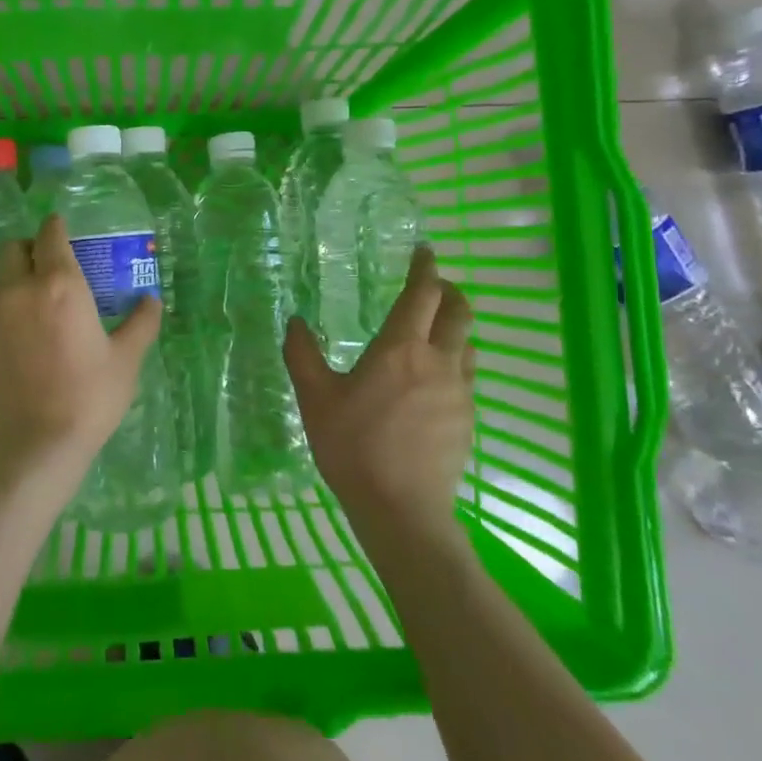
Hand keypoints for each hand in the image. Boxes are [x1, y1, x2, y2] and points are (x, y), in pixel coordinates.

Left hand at [0, 214, 162, 498]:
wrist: (33, 447)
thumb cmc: (88, 398)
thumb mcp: (126, 360)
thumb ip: (141, 323)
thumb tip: (151, 300)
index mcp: (59, 285)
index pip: (50, 235)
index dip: (56, 227)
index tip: (63, 230)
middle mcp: (18, 289)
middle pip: (14, 248)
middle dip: (30, 249)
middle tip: (50, 268)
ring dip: (14, 278)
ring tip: (36, 304)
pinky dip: (3, 308)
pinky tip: (21, 337)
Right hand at [284, 246, 474, 539]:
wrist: (402, 509)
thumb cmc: (354, 446)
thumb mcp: (316, 398)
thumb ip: (302, 354)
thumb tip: (294, 322)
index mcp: (400, 349)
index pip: (422, 293)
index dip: (425, 267)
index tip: (424, 251)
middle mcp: (438, 361)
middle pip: (459, 312)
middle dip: (450, 291)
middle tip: (434, 286)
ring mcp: (459, 392)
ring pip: (467, 344)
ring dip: (455, 327)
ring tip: (435, 331)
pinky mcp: (468, 420)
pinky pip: (467, 377)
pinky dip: (455, 362)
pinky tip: (434, 382)